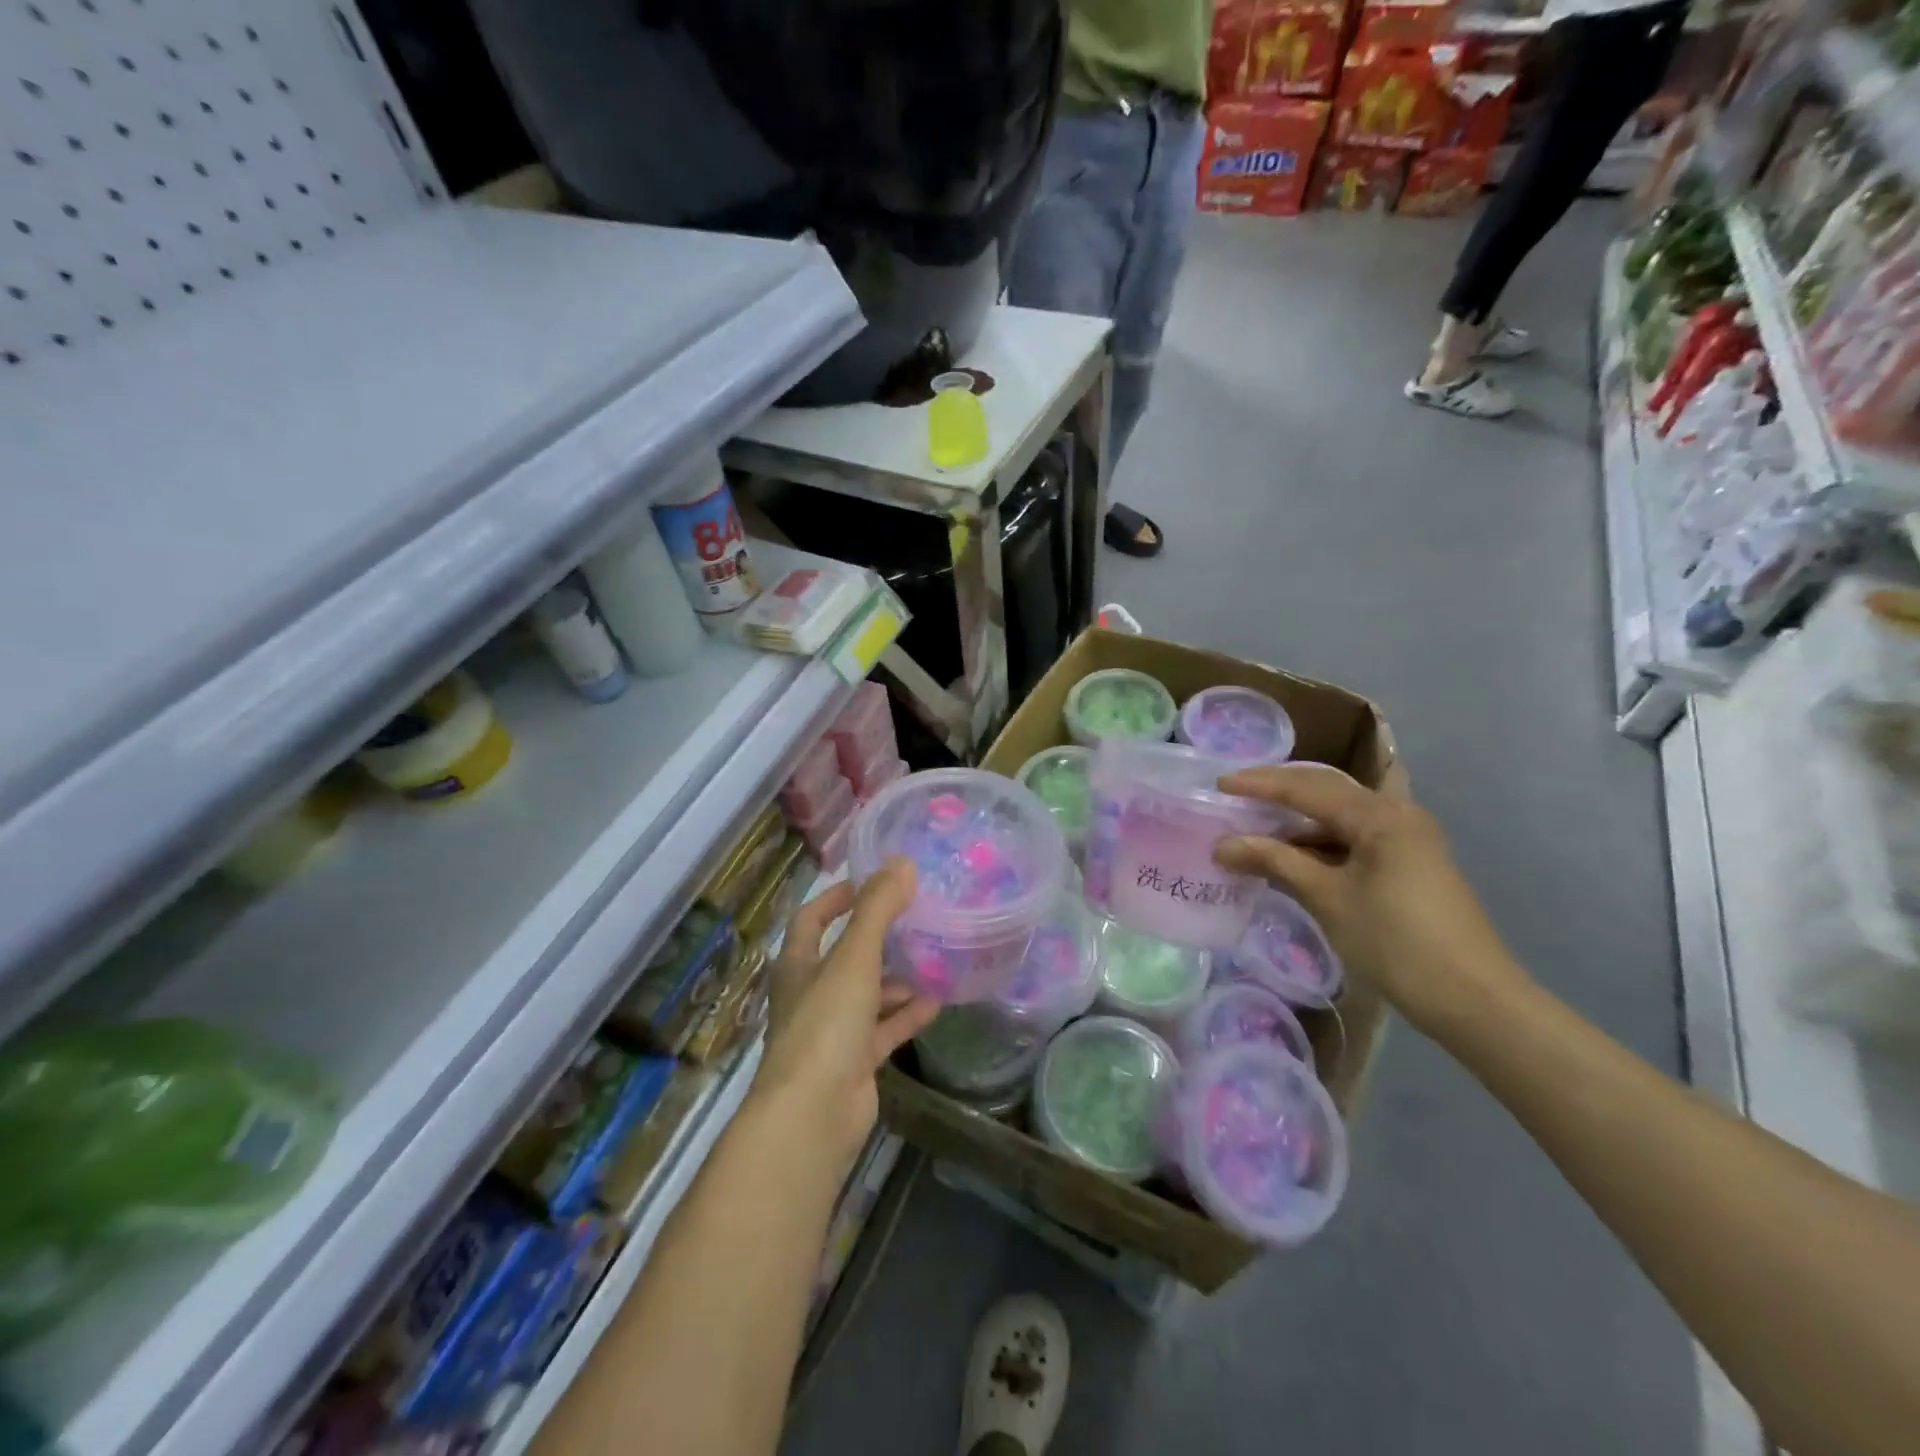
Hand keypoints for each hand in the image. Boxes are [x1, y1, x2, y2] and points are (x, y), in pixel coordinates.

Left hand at [754, 859, 940, 1166]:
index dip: (836, 898)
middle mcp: (811, 994)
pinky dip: (906, 1015)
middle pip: (845, 956)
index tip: (871, 883)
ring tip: (934, 957)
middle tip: (917, 918)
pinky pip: (884, 1030)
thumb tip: (902, 863)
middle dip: (878, 938)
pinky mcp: (854, 1062)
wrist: (812, 1115)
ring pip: (868, 994)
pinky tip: (937, 1001)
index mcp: (798, 965)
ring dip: (896, 978)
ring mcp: (833, 1031)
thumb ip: (877, 910)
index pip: (812, 919)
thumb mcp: (853, 959)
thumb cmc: (825, 1024)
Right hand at [1212, 764, 1524, 1031]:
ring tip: (1253, 828)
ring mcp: (1406, 841)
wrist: (1474, 999)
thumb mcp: (1328, 898)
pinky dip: (1317, 845)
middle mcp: (1396, 815)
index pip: (1307, 788)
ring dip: (1296, 822)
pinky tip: (1289, 858)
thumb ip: (1275, 862)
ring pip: (1338, 818)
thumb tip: (1222, 845)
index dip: (1259, 784)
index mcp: (1380, 815)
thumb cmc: (1396, 942)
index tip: (1217, 784)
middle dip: (1278, 792)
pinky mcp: (1407, 866)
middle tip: (1234, 795)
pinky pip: (1352, 841)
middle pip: (1325, 791)